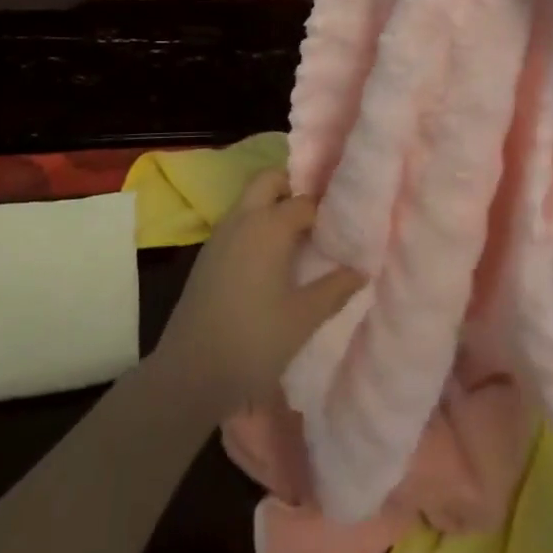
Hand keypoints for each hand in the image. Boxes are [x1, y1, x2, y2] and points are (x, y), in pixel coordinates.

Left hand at [151, 171, 363, 420]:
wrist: (190, 371)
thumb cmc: (254, 341)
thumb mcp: (303, 318)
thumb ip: (335, 289)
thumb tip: (361, 270)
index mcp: (269, 225)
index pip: (305, 201)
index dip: (327, 210)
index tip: (345, 224)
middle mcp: (243, 218)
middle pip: (269, 180)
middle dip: (293, 187)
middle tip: (318, 217)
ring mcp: (221, 233)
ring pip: (250, 198)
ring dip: (273, 204)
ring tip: (300, 237)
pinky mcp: (208, 253)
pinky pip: (237, 220)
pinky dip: (256, 223)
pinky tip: (271, 257)